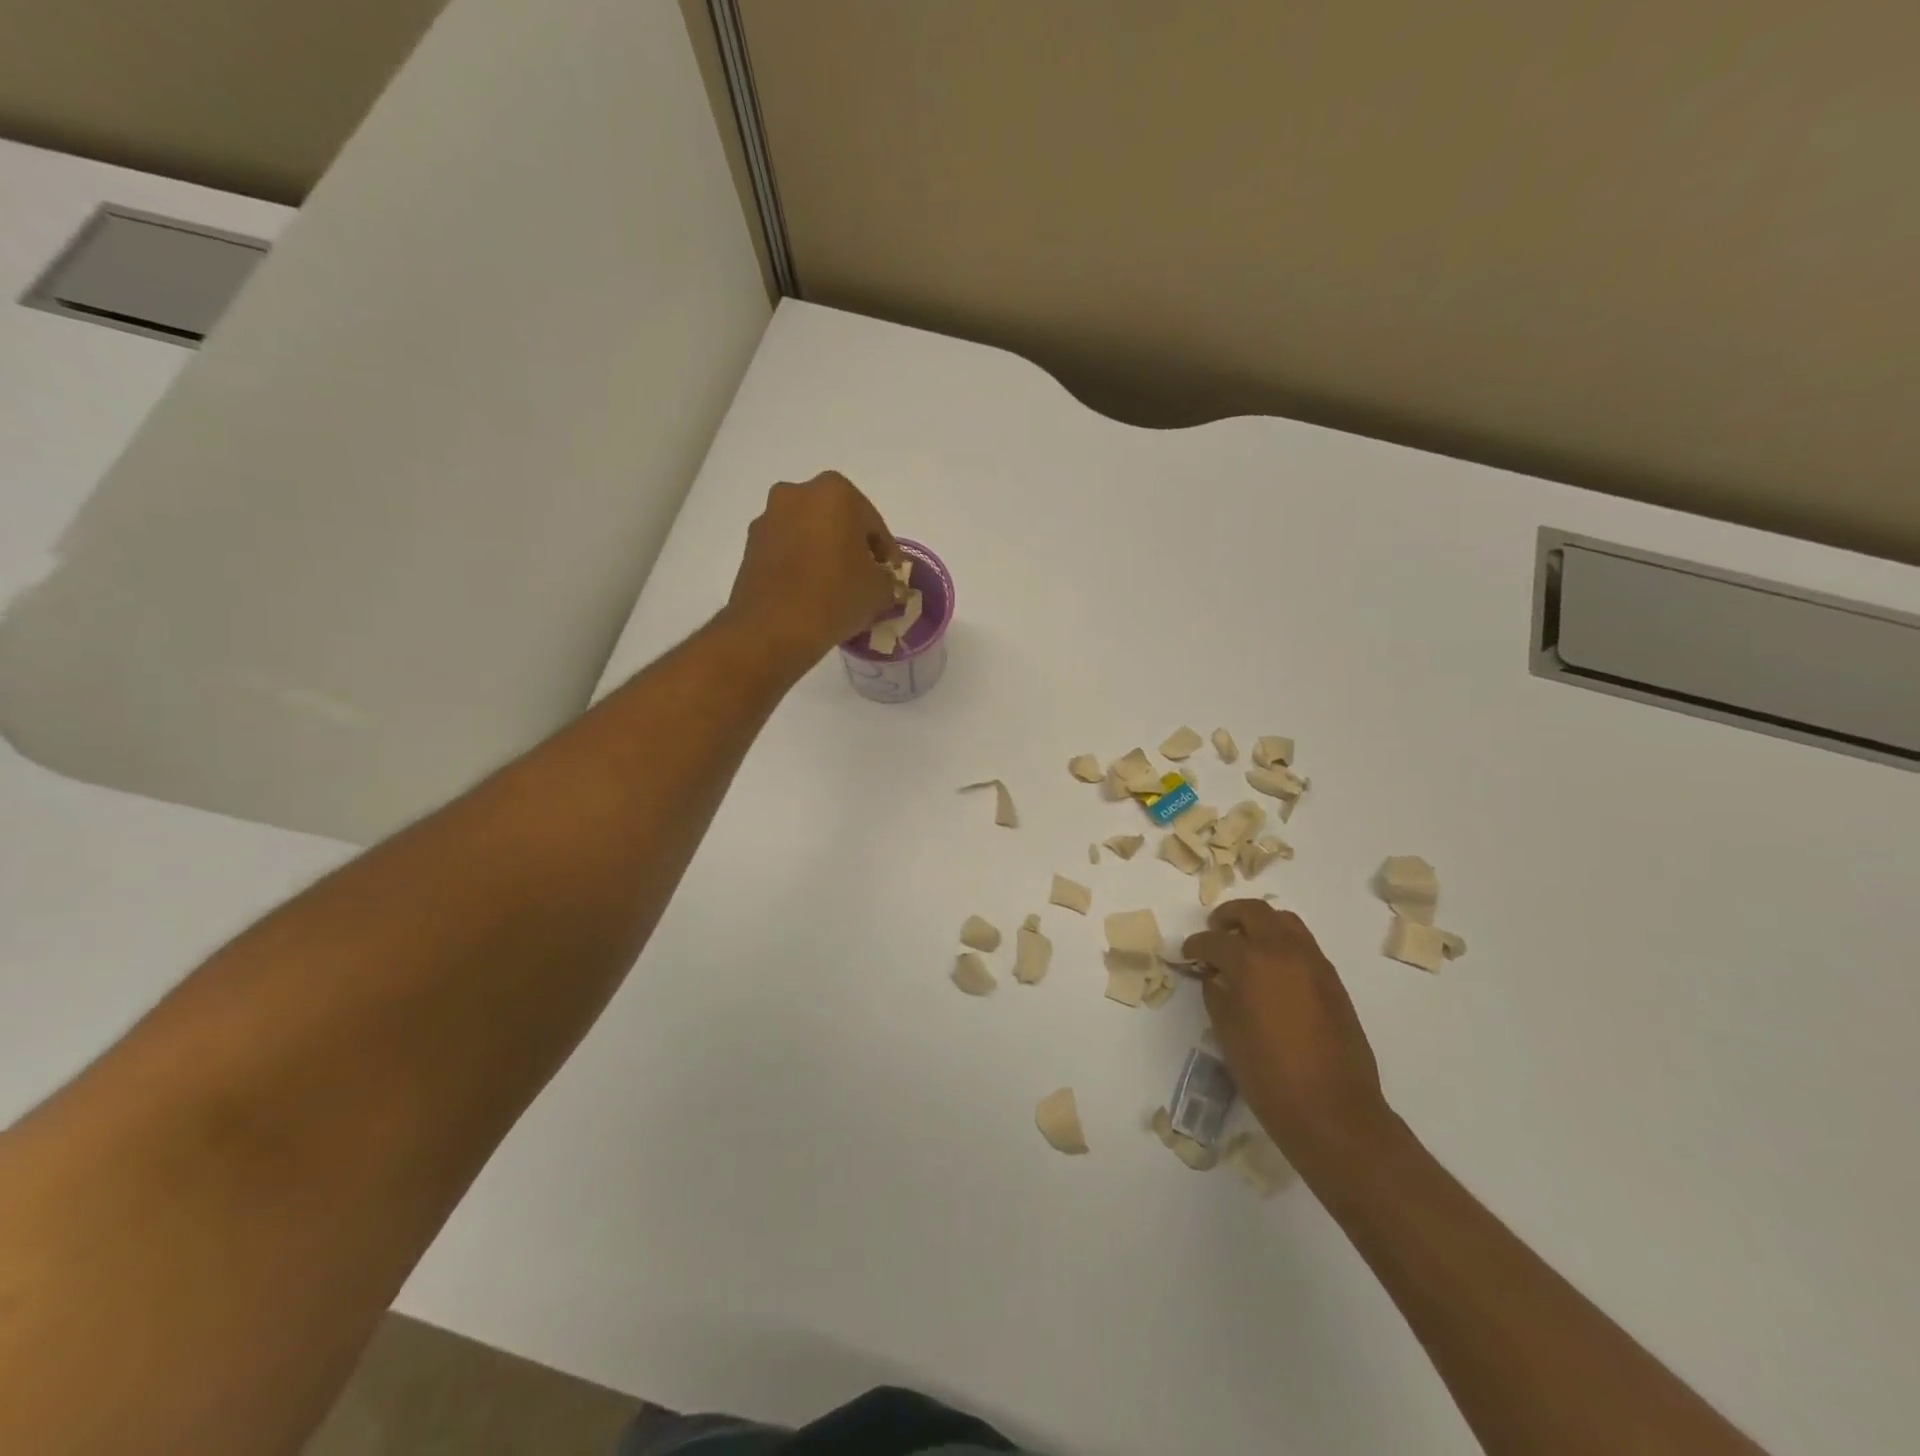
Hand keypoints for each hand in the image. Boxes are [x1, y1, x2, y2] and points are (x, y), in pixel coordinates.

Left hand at [724, 472, 899, 668]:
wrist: (772, 628)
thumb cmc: (835, 596)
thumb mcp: (880, 591)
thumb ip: (890, 580)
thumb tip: (886, 583)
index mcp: (836, 492)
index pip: (874, 525)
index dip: (887, 556)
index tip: (891, 580)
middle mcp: (797, 493)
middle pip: (839, 523)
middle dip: (853, 549)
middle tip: (865, 582)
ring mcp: (769, 518)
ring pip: (810, 535)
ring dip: (825, 556)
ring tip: (836, 591)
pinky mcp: (750, 545)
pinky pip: (787, 551)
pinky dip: (801, 566)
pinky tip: (811, 594)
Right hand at [1183, 900, 1394, 1163]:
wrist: (1333, 1111)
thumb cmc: (1268, 1075)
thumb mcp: (1227, 1032)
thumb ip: (1216, 993)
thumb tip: (1214, 976)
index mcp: (1251, 962)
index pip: (1214, 940)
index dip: (1195, 946)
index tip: (1187, 955)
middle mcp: (1284, 951)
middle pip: (1253, 912)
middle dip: (1229, 917)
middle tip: (1215, 932)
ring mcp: (1314, 963)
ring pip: (1284, 921)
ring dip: (1260, 925)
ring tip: (1245, 945)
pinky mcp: (1333, 981)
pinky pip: (1303, 945)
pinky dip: (1282, 944)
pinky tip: (1272, 971)